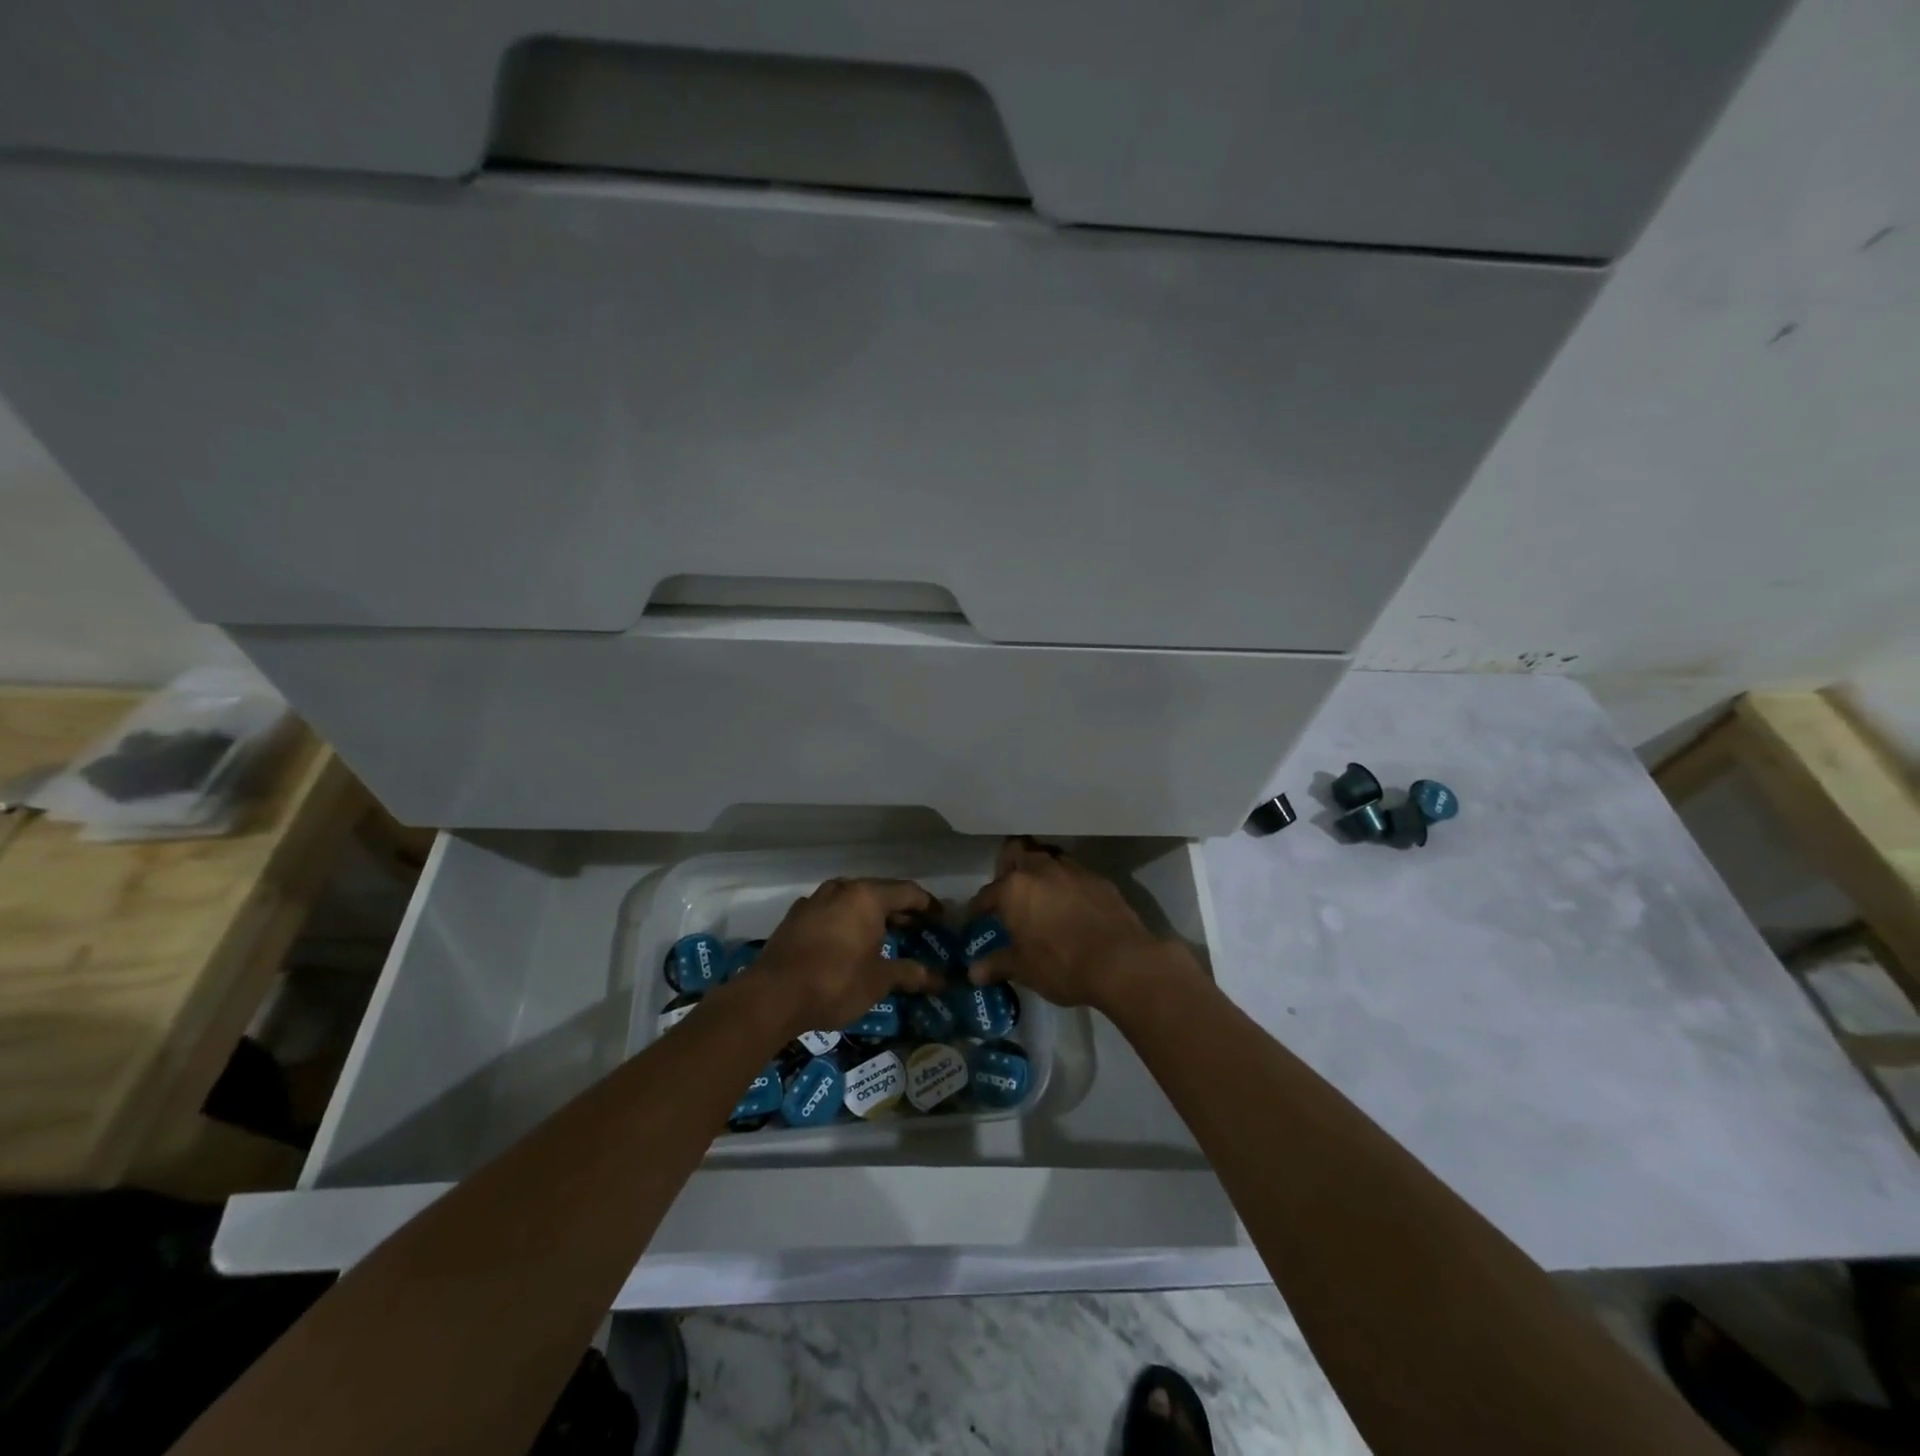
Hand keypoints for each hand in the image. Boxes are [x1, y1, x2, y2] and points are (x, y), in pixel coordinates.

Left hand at [742, 877, 939, 1037]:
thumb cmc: (835, 982)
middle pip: (879, 893)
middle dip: (901, 910)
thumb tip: (940, 980)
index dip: (928, 905)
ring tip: (887, 935)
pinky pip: (831, 913)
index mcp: (866, 896)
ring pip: (852, 901)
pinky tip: (850, 943)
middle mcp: (841, 889)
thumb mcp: (879, 980)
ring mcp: (814, 901)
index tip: (942, 918)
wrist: (772, 996)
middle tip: (919, 928)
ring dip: (872, 915)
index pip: (908, 892)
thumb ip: (910, 973)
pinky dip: (847, 923)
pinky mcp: (795, 919)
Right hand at [968, 837, 1195, 1011]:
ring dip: (1040, 868)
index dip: (979, 907)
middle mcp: (1041, 869)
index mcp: (1014, 888)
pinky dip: (1068, 883)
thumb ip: (998, 964)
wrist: (1121, 962)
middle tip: (1009, 889)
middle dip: (1009, 865)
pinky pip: (1075, 873)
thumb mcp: (1024, 969)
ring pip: (1048, 856)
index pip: (987, 893)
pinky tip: (1071, 903)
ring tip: (1040, 892)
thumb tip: (973, 972)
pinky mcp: (1099, 879)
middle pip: (1018, 851)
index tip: (977, 917)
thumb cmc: (1061, 964)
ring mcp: (1073, 870)